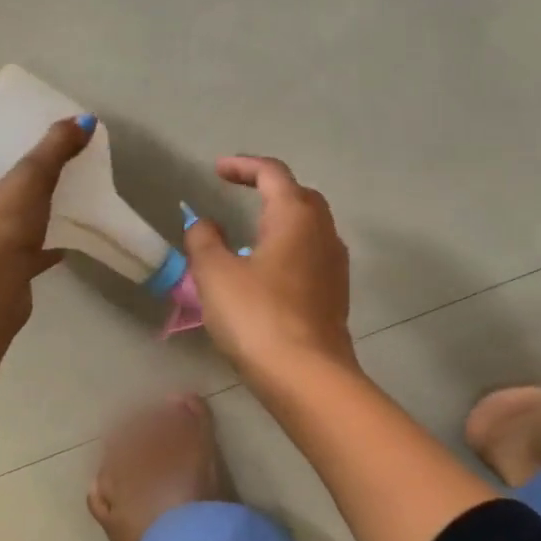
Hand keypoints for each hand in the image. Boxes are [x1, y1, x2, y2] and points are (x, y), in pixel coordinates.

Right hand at [182, 156, 354, 377]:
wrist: (307, 374)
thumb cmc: (257, 316)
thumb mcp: (215, 274)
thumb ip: (204, 240)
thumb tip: (205, 224)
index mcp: (296, 216)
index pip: (272, 173)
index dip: (243, 166)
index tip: (217, 170)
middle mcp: (323, 232)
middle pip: (299, 195)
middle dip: (268, 189)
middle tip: (240, 194)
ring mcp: (335, 264)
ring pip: (309, 227)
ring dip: (281, 220)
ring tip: (251, 232)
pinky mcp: (336, 294)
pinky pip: (312, 255)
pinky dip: (290, 248)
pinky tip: (269, 270)